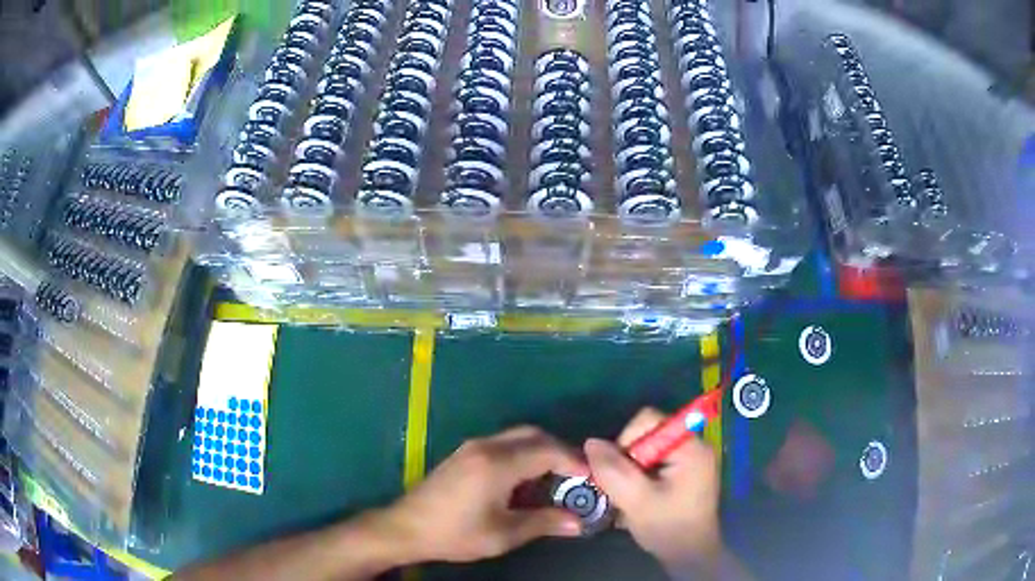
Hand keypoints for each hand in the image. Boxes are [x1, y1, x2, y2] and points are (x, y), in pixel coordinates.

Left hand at [376, 426, 586, 563]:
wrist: (407, 527)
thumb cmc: (455, 533)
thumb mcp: (503, 534)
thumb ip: (543, 523)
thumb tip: (577, 523)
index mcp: (497, 464)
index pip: (547, 451)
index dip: (574, 461)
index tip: (592, 477)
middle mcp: (486, 446)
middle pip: (534, 436)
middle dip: (560, 451)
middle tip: (578, 476)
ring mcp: (473, 447)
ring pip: (518, 437)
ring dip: (542, 451)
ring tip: (557, 479)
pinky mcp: (465, 454)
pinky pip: (504, 444)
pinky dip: (524, 454)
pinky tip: (527, 480)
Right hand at [585, 408, 721, 568]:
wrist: (690, 556)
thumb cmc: (668, 527)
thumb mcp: (636, 501)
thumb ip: (614, 471)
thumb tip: (591, 443)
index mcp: (689, 446)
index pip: (648, 420)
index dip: (625, 440)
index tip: (618, 472)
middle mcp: (692, 445)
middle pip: (646, 435)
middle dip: (626, 460)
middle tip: (620, 489)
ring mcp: (689, 460)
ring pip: (646, 451)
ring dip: (630, 472)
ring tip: (627, 497)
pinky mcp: (683, 473)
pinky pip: (653, 463)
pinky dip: (639, 478)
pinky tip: (636, 500)